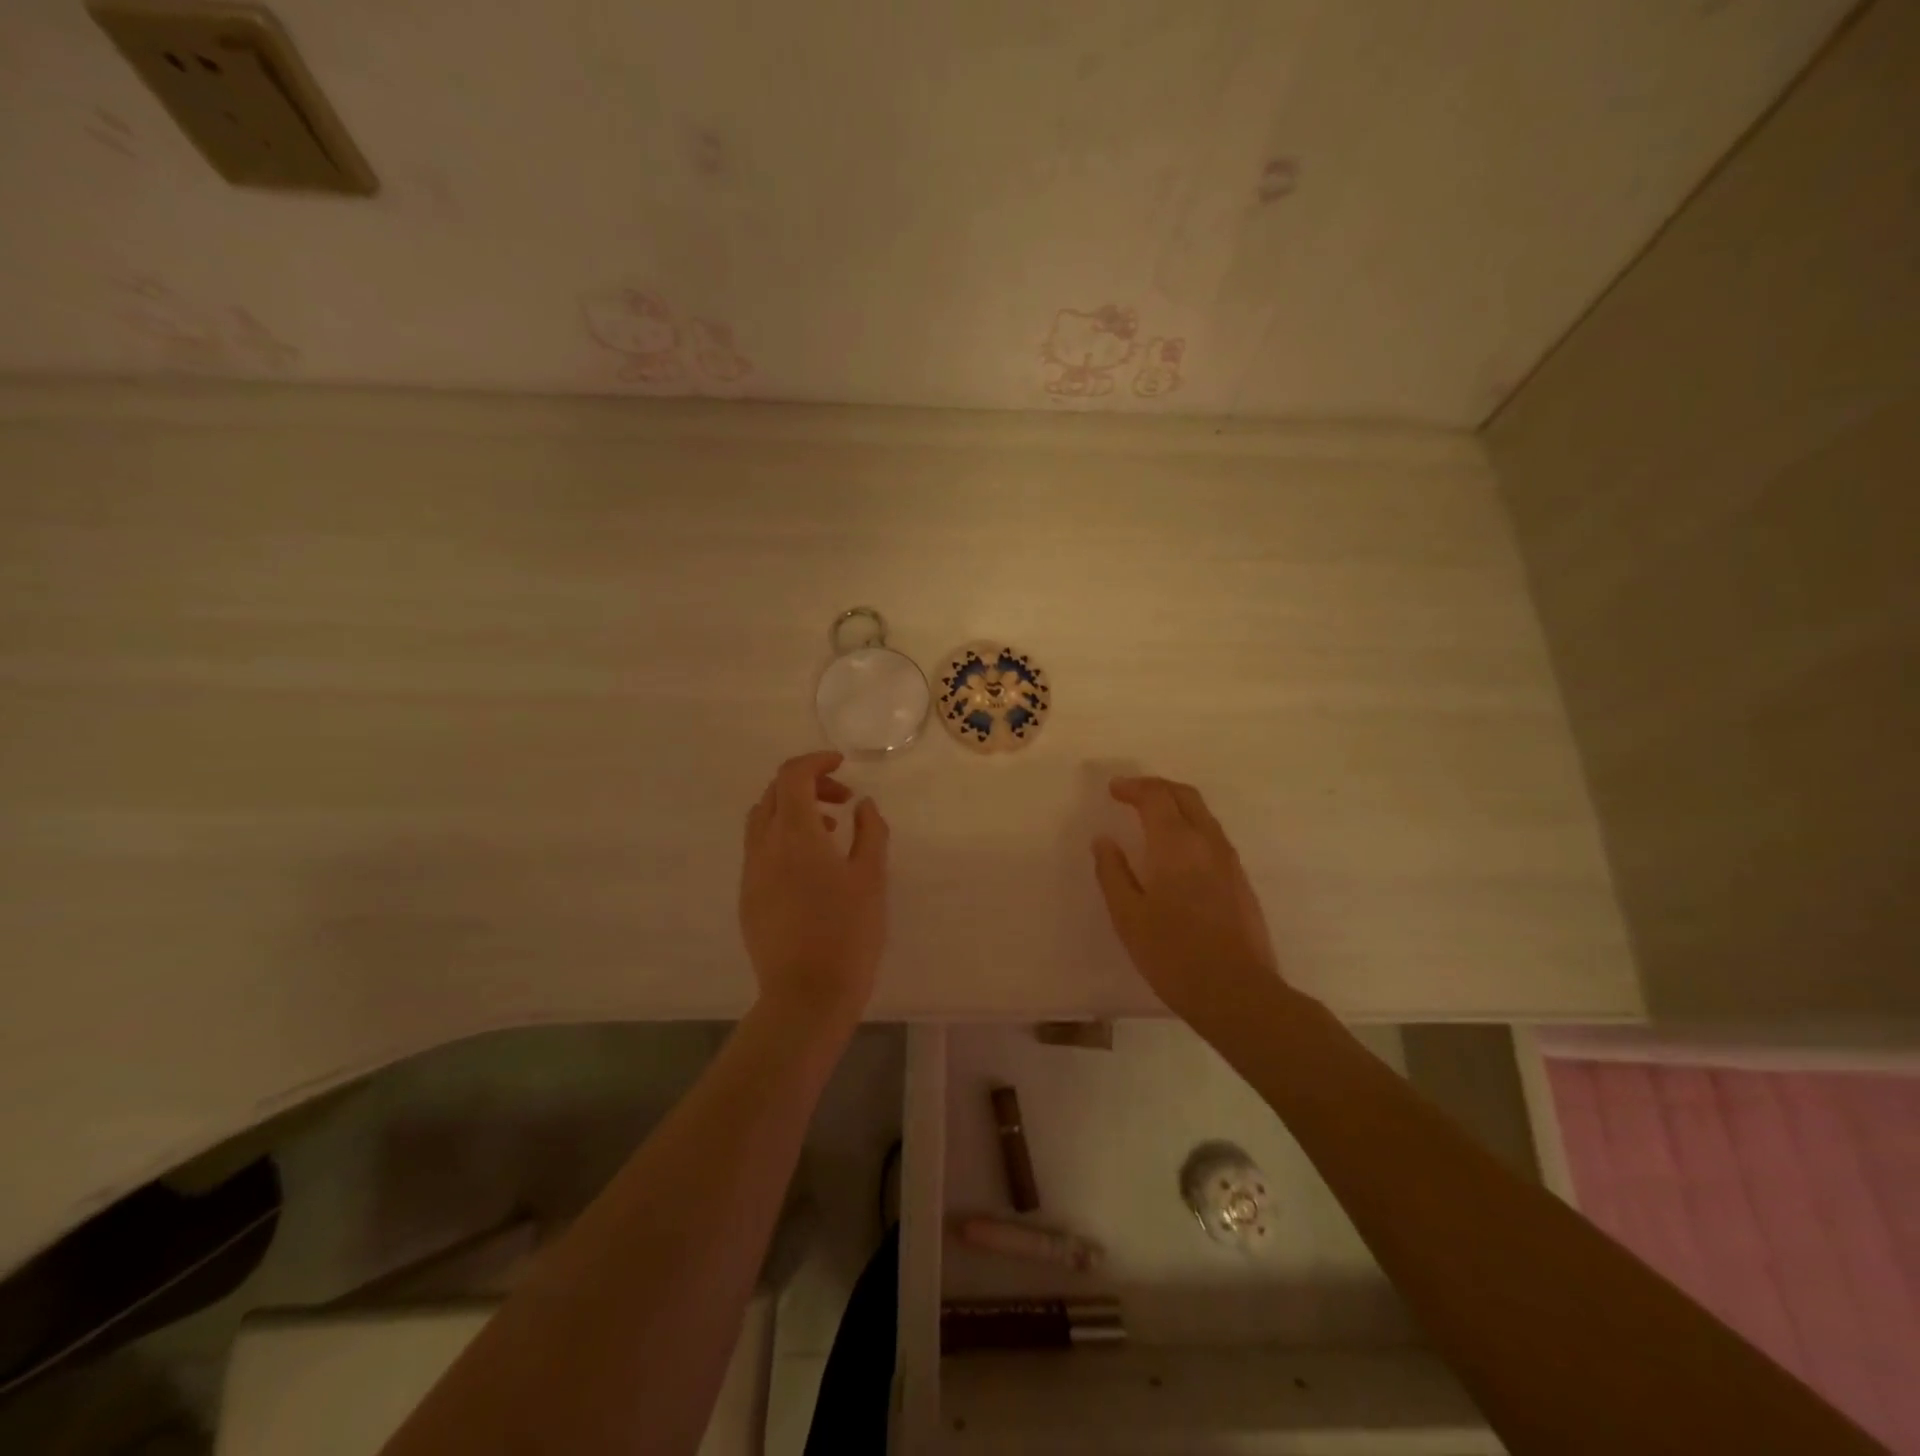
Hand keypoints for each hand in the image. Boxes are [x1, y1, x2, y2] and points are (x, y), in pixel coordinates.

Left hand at [740, 751, 889, 1029]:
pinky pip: (760, 849)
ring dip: (793, 811)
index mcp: (795, 834)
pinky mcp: (747, 897)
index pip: (793, 776)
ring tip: (830, 830)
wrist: (806, 995)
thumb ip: (870, 832)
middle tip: (843, 800)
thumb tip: (863, 805)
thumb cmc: (848, 933)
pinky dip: (783, 837)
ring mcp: (751, 873)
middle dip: (808, 784)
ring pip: (763, 820)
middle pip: (774, 793)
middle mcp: (764, 846)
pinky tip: (811, 866)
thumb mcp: (871, 877)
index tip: (842, 764)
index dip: (817, 761)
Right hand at [1092, 776, 1281, 1023]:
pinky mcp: (1241, 881)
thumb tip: (1104, 841)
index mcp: (1176, 844)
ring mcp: (1229, 861)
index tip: (1113, 790)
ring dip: (1176, 805)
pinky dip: (1191, 826)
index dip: (1133, 787)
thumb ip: (1113, 873)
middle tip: (1132, 794)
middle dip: (1158, 787)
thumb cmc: (1173, 954)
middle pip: (1185, 796)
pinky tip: (1177, 850)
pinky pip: (1213, 836)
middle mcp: (1207, 842)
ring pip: (1203, 815)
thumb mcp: (1128, 916)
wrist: (1238, 993)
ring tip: (1152, 817)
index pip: (1156, 796)